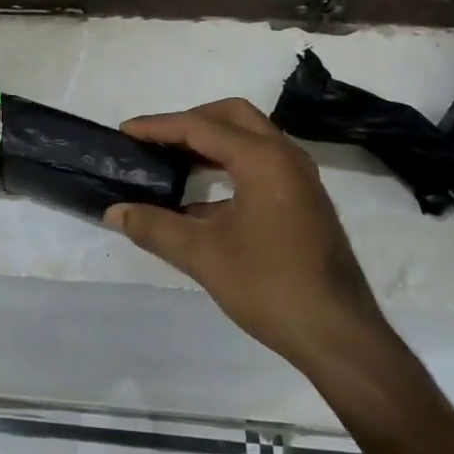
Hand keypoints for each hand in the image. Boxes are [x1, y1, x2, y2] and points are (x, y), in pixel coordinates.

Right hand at [105, 99, 407, 396]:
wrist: (339, 336)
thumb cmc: (270, 286)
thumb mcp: (202, 255)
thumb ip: (154, 226)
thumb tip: (114, 212)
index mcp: (263, 159)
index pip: (201, 127)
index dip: (158, 127)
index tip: (125, 132)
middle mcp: (286, 157)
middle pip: (231, 117)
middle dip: (190, 123)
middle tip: (155, 141)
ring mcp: (299, 179)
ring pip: (249, 140)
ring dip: (210, 145)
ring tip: (171, 163)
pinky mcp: (303, 202)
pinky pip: (260, 166)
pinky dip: (228, 169)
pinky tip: (199, 203)